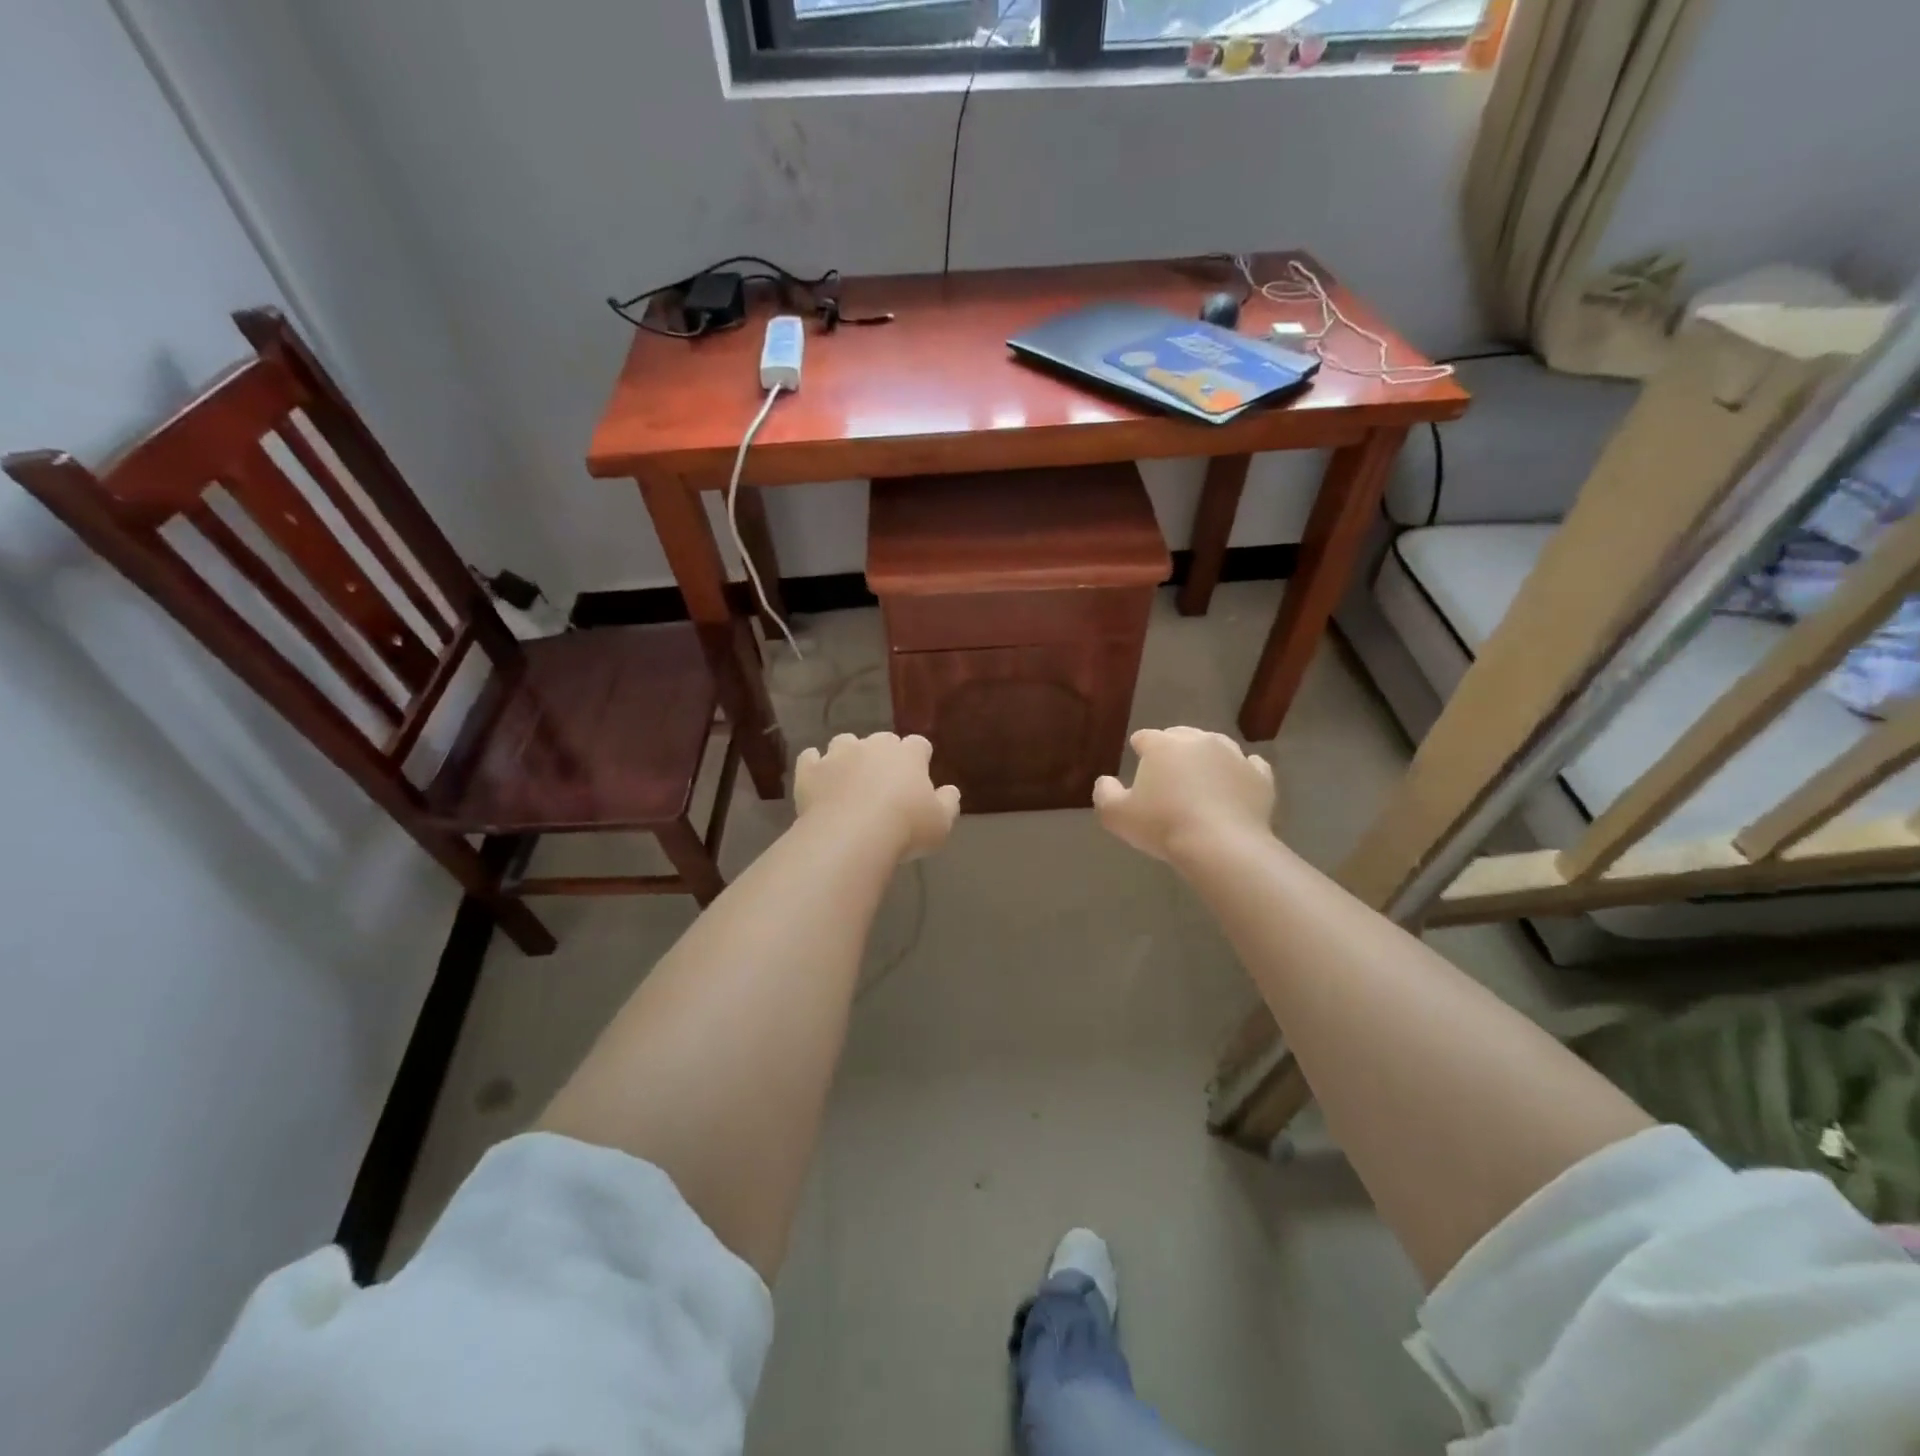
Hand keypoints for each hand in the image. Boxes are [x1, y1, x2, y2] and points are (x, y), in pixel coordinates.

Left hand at [795, 732, 960, 860]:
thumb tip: (950, 790)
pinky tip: (818, 780)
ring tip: (849, 780)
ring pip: (845, 743)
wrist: (851, 836)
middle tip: (884, 782)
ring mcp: (838, 755)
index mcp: (907, 755)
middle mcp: (873, 746)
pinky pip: (810, 758)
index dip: (919, 757)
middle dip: (883, 755)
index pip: (918, 744)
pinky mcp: (810, 770)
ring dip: (848, 756)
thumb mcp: (941, 823)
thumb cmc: (905, 828)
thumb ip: (948, 802)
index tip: (918, 774)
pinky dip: (815, 765)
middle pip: (881, 740)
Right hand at [1093, 727, 1273, 863]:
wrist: (1221, 846)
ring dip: (1206, 758)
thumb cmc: (1163, 826)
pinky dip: (1240, 771)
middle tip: (1168, 774)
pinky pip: (1249, 765)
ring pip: (1216, 746)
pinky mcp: (1260, 776)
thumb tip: (1106, 781)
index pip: (1145, 737)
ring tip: (1201, 780)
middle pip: (1182, 735)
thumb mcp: (1116, 815)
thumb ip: (1105, 793)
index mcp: (1163, 745)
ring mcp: (1234, 755)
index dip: (1140, 748)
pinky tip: (1235, 784)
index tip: (1138, 761)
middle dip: (1173, 749)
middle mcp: (1199, 741)